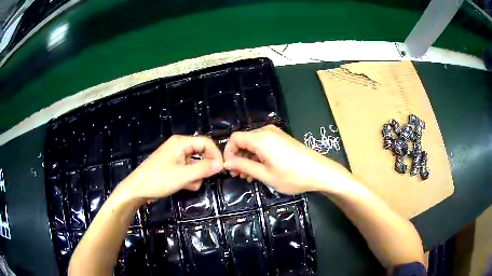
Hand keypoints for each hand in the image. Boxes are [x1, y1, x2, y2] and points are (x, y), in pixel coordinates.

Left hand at [120, 135, 222, 200]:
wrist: (138, 189)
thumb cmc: (159, 179)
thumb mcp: (183, 175)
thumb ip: (204, 169)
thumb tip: (221, 164)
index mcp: (181, 142)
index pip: (206, 142)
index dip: (216, 154)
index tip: (222, 169)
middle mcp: (179, 146)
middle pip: (201, 153)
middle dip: (203, 168)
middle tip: (202, 179)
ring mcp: (175, 157)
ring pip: (195, 164)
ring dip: (195, 175)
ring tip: (187, 184)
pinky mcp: (173, 166)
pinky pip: (188, 170)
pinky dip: (188, 178)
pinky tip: (183, 186)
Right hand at [223, 125, 350, 194]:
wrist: (319, 172)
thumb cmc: (292, 176)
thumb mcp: (265, 174)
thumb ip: (243, 166)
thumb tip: (227, 163)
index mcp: (260, 138)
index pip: (234, 138)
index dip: (228, 152)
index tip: (230, 168)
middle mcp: (266, 132)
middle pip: (244, 140)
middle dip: (238, 157)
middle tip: (238, 175)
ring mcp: (276, 134)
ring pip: (253, 143)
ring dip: (247, 158)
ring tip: (248, 176)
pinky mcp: (282, 139)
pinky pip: (263, 144)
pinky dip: (257, 156)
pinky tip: (259, 170)